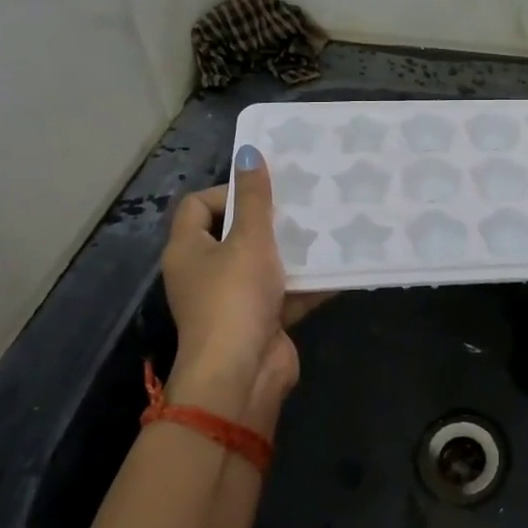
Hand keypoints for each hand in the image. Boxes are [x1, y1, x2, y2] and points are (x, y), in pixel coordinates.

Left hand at [161, 146, 331, 435]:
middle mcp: (205, 273)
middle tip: (302, 201)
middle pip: (235, 234)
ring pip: (264, 264)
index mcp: (188, 250)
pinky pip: (286, 293)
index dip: (227, 190)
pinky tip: (339, 264)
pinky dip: (307, 282)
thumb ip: (253, 197)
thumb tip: (248, 152)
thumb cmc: (235, 298)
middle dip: (269, 219)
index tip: (264, 188)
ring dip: (292, 250)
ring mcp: (233, 300)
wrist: (241, 375)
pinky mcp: (261, 321)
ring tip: (326, 226)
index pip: (198, 205)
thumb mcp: (248, 239)